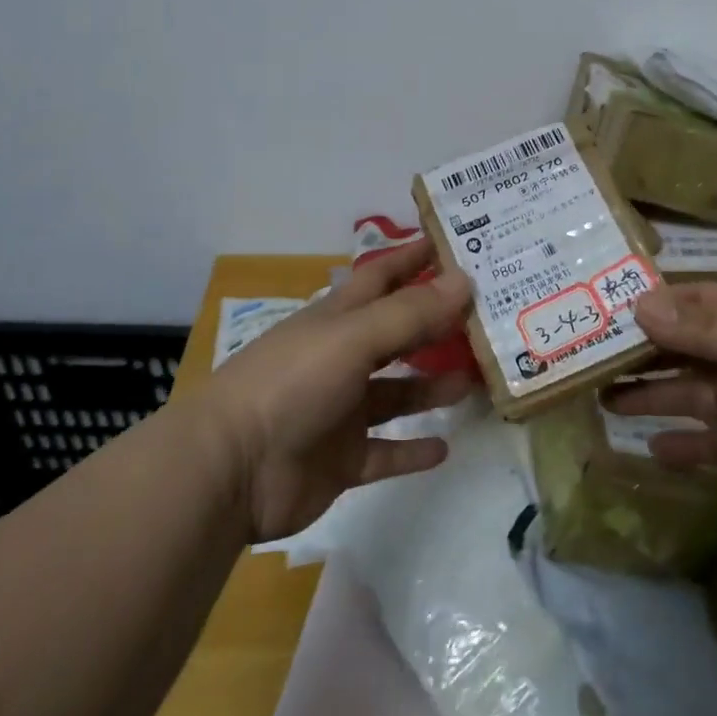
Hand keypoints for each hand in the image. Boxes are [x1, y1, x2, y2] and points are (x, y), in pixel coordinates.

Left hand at [202, 242, 476, 541]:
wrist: (230, 471)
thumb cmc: (292, 384)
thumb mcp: (353, 338)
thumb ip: (410, 313)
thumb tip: (464, 280)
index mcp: (336, 320)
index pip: (381, 277)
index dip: (413, 258)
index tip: (454, 244)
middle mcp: (340, 359)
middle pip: (396, 334)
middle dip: (435, 324)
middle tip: (486, 317)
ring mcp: (340, 411)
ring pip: (396, 393)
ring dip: (431, 387)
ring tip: (473, 381)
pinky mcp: (340, 460)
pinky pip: (385, 451)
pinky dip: (412, 450)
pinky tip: (445, 447)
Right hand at [606, 283, 716, 518]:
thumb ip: (706, 330)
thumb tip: (637, 309)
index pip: (674, 305)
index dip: (635, 306)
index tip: (588, 310)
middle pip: (667, 350)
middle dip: (628, 354)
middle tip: (579, 361)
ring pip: (676, 395)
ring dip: (641, 396)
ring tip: (599, 400)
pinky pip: (701, 446)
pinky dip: (677, 449)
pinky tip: (648, 452)